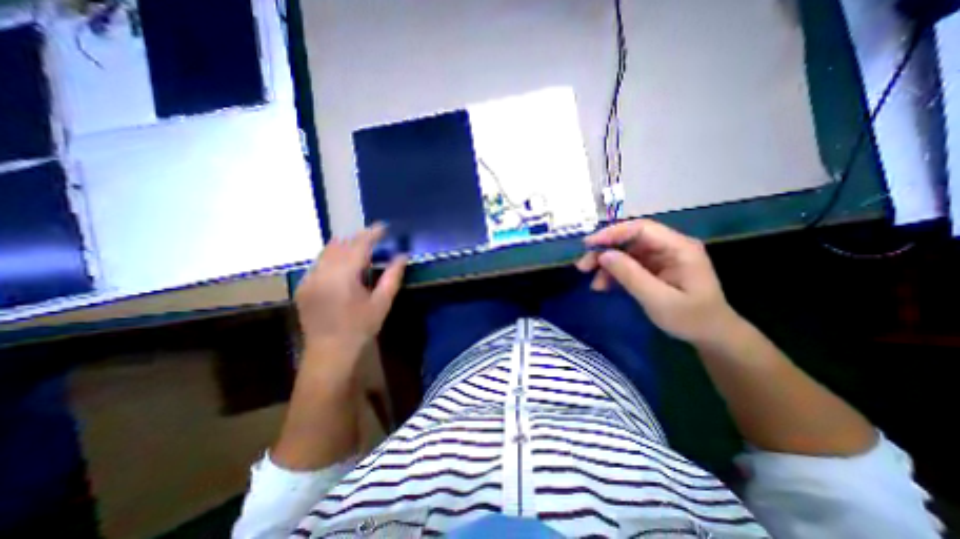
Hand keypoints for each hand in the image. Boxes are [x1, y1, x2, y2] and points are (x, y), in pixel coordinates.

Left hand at [297, 225, 408, 358]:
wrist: (330, 351)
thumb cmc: (360, 328)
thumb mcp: (382, 303)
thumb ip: (392, 276)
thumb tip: (402, 256)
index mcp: (343, 277)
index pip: (358, 245)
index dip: (371, 233)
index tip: (383, 227)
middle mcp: (322, 273)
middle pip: (340, 243)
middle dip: (358, 238)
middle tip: (375, 240)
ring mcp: (309, 279)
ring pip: (327, 251)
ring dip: (345, 246)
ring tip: (361, 251)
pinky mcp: (303, 286)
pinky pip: (319, 262)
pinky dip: (333, 258)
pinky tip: (344, 268)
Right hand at [578, 219, 740, 345]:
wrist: (711, 335)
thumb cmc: (691, 319)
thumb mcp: (658, 299)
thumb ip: (631, 275)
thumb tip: (604, 255)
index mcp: (679, 247)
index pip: (641, 229)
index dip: (612, 233)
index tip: (589, 245)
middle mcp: (668, 246)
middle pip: (629, 239)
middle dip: (604, 251)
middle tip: (583, 266)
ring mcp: (660, 257)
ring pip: (625, 252)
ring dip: (606, 265)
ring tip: (594, 283)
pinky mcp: (653, 268)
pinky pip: (628, 265)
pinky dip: (613, 274)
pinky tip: (603, 286)